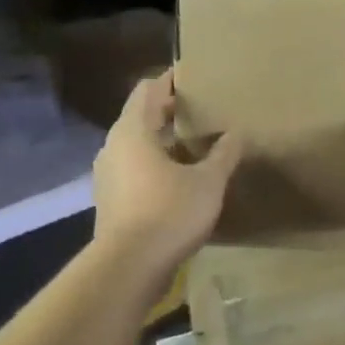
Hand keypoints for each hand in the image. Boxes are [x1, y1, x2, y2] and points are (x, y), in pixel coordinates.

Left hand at [92, 71, 241, 276]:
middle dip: (170, 112)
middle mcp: (114, 146)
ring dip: (163, 142)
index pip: (149, 90)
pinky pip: (134, 170)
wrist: (128, 267)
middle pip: (141, 116)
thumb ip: (223, 155)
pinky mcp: (111, 200)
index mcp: (133, 131)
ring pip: (137, 146)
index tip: (194, 77)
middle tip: (202, 111)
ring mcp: (108, 175)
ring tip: (195, 145)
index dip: (171, 81)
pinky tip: (180, 179)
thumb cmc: (168, 213)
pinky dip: (155, 166)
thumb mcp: (207, 183)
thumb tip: (236, 134)